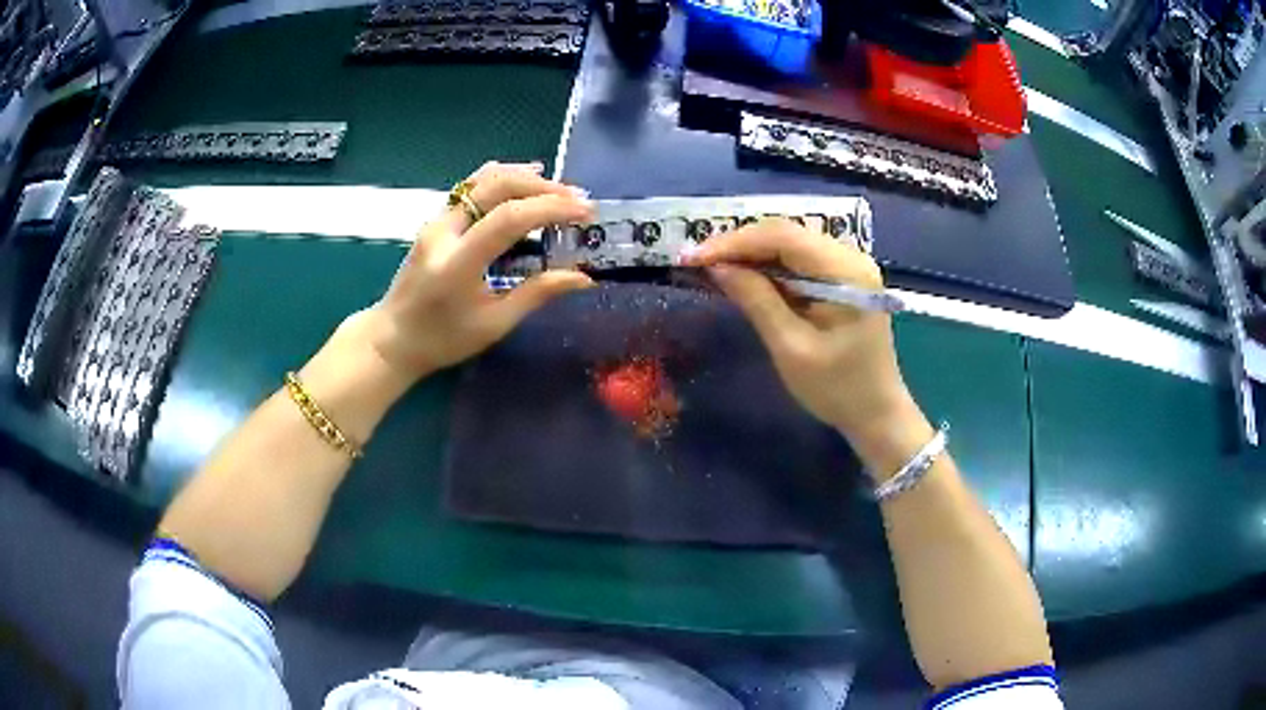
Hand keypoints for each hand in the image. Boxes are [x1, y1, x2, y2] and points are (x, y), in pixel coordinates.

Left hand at [361, 161, 596, 382]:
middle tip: (577, 199)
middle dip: (543, 187)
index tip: (586, 212)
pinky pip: (472, 187)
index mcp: (458, 262)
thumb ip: (538, 294)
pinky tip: (525, 178)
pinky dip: (503, 178)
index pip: (508, 218)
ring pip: (483, 179)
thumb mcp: (495, 325)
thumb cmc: (443, 339)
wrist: (393, 337)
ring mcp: (436, 221)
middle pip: (497, 186)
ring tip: (558, 188)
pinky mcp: (436, 219)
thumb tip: (585, 278)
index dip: (551, 209)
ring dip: (524, 177)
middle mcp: (444, 231)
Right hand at [680, 218, 917, 449]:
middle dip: (739, 245)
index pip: (783, 237)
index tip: (694, 257)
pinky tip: (744, 275)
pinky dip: (769, 266)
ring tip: (713, 267)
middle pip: (786, 235)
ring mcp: (849, 265)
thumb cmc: (837, 388)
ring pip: (790, 244)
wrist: (876, 413)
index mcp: (846, 272)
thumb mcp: (791, 348)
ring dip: (751, 254)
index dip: (735, 242)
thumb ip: (756, 301)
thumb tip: (717, 267)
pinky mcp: (843, 278)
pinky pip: (799, 260)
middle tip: (697, 262)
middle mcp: (851, 257)